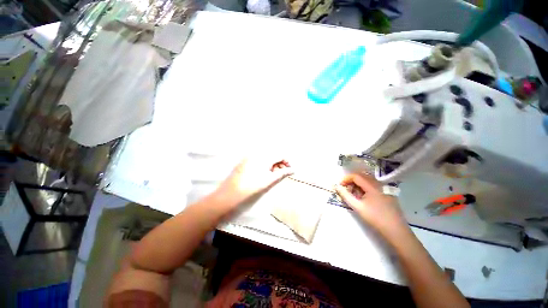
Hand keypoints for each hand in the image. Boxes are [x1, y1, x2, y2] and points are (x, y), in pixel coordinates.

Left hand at [213, 157, 293, 208]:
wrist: (228, 197)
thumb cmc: (250, 189)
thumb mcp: (269, 181)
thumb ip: (282, 174)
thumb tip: (293, 170)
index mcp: (263, 157)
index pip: (280, 154)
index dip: (287, 162)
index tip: (290, 171)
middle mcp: (255, 154)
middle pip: (272, 156)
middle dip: (279, 164)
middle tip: (281, 175)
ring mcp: (248, 158)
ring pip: (265, 159)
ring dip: (272, 166)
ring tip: (272, 177)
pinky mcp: (243, 163)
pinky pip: (257, 162)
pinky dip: (264, 167)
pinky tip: (263, 176)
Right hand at [334, 174, 408, 239]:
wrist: (396, 231)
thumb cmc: (375, 218)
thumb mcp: (357, 207)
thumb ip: (346, 195)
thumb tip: (337, 187)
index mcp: (372, 186)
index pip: (356, 176)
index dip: (346, 179)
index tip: (340, 185)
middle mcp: (379, 184)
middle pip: (362, 176)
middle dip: (351, 181)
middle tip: (346, 189)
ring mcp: (384, 189)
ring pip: (368, 181)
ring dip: (358, 185)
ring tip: (354, 195)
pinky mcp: (387, 194)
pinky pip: (373, 186)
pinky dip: (365, 188)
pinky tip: (364, 198)